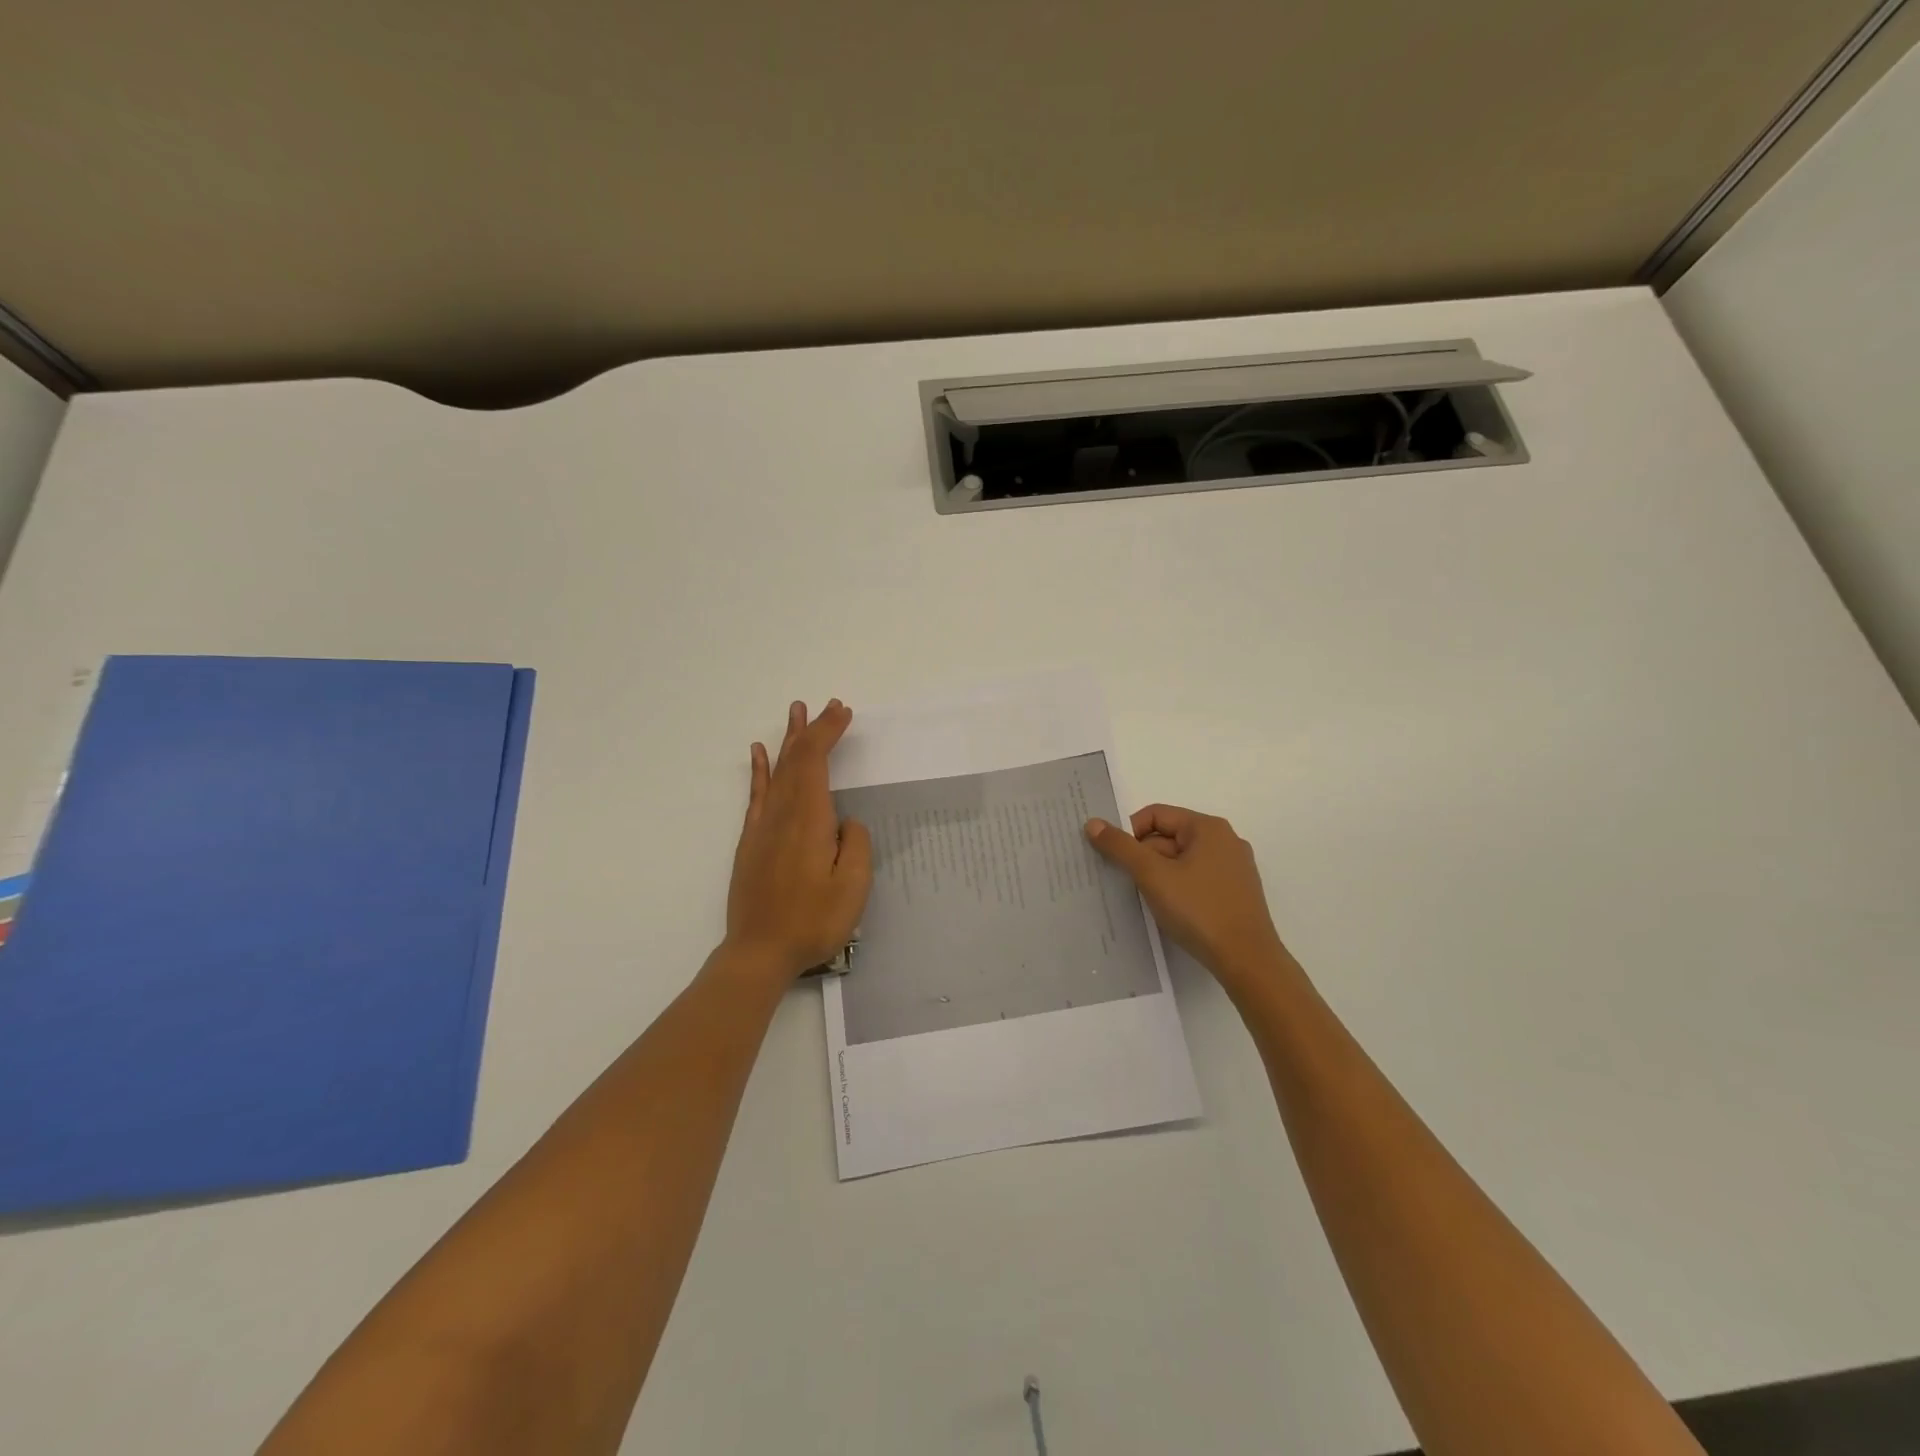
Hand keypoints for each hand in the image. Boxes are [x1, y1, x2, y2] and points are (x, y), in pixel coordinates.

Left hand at [724, 700, 872, 983]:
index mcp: (809, 820)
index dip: (828, 733)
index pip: (816, 762)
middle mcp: (782, 815)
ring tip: (795, 713)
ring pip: (777, 771)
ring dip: (788, 740)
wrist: (759, 952)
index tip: (843, 712)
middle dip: (813, 730)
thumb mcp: (852, 888)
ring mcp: (762, 827)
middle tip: (828, 705)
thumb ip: (854, 845)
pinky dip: (759, 770)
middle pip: (796, 760)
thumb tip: (845, 822)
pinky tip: (759, 753)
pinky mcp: (751, 842)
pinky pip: (757, 795)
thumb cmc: (812, 922)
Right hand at [1086, 804, 1287, 985]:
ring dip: (1159, 876)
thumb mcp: (1152, 876)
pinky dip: (1178, 889)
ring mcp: (1233, 868)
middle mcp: (1225, 841)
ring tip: (1148, 901)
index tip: (1117, 861)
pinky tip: (1171, 912)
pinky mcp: (1235, 893)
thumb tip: (1093, 823)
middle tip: (1129, 884)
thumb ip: (1121, 847)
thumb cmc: (1198, 910)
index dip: (1130, 834)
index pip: (1155, 815)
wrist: (1247, 961)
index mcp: (1208, 828)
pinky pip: (1196, 879)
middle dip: (1144, 858)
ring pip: (1181, 861)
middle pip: (1168, 837)